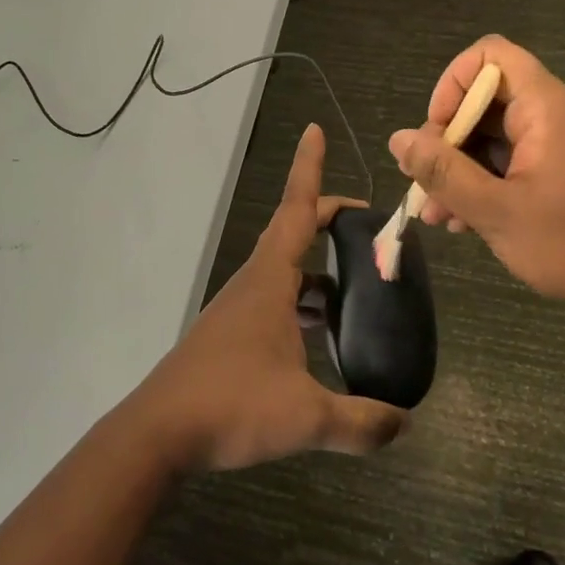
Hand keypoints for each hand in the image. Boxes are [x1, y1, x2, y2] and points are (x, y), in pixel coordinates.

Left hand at [128, 124, 407, 471]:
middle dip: (328, 220)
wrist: (158, 434)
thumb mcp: (307, 417)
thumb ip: (361, 422)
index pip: (296, 208)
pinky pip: (275, 302)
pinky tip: (321, 339)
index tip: (315, 130)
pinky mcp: (231, 336)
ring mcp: (239, 309)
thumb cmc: (231, 406)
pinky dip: (302, 305)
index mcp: (270, 280)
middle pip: (293, 233)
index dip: (309, 167)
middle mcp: (254, 283)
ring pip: (285, 272)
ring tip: (358, 290)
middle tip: (367, 227)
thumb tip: (406, 424)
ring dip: (319, 272)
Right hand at [388, 36, 564, 334]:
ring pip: (497, 134)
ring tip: (438, 215)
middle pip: (487, 99)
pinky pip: (517, 158)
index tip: (436, 134)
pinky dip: (489, 181)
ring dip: (463, 169)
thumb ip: (444, 172)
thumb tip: (399, 139)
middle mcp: (557, 111)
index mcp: (547, 106)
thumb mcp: (498, 212)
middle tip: (425, 186)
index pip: (490, 55)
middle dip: (448, 140)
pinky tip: (466, 221)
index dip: (452, 84)